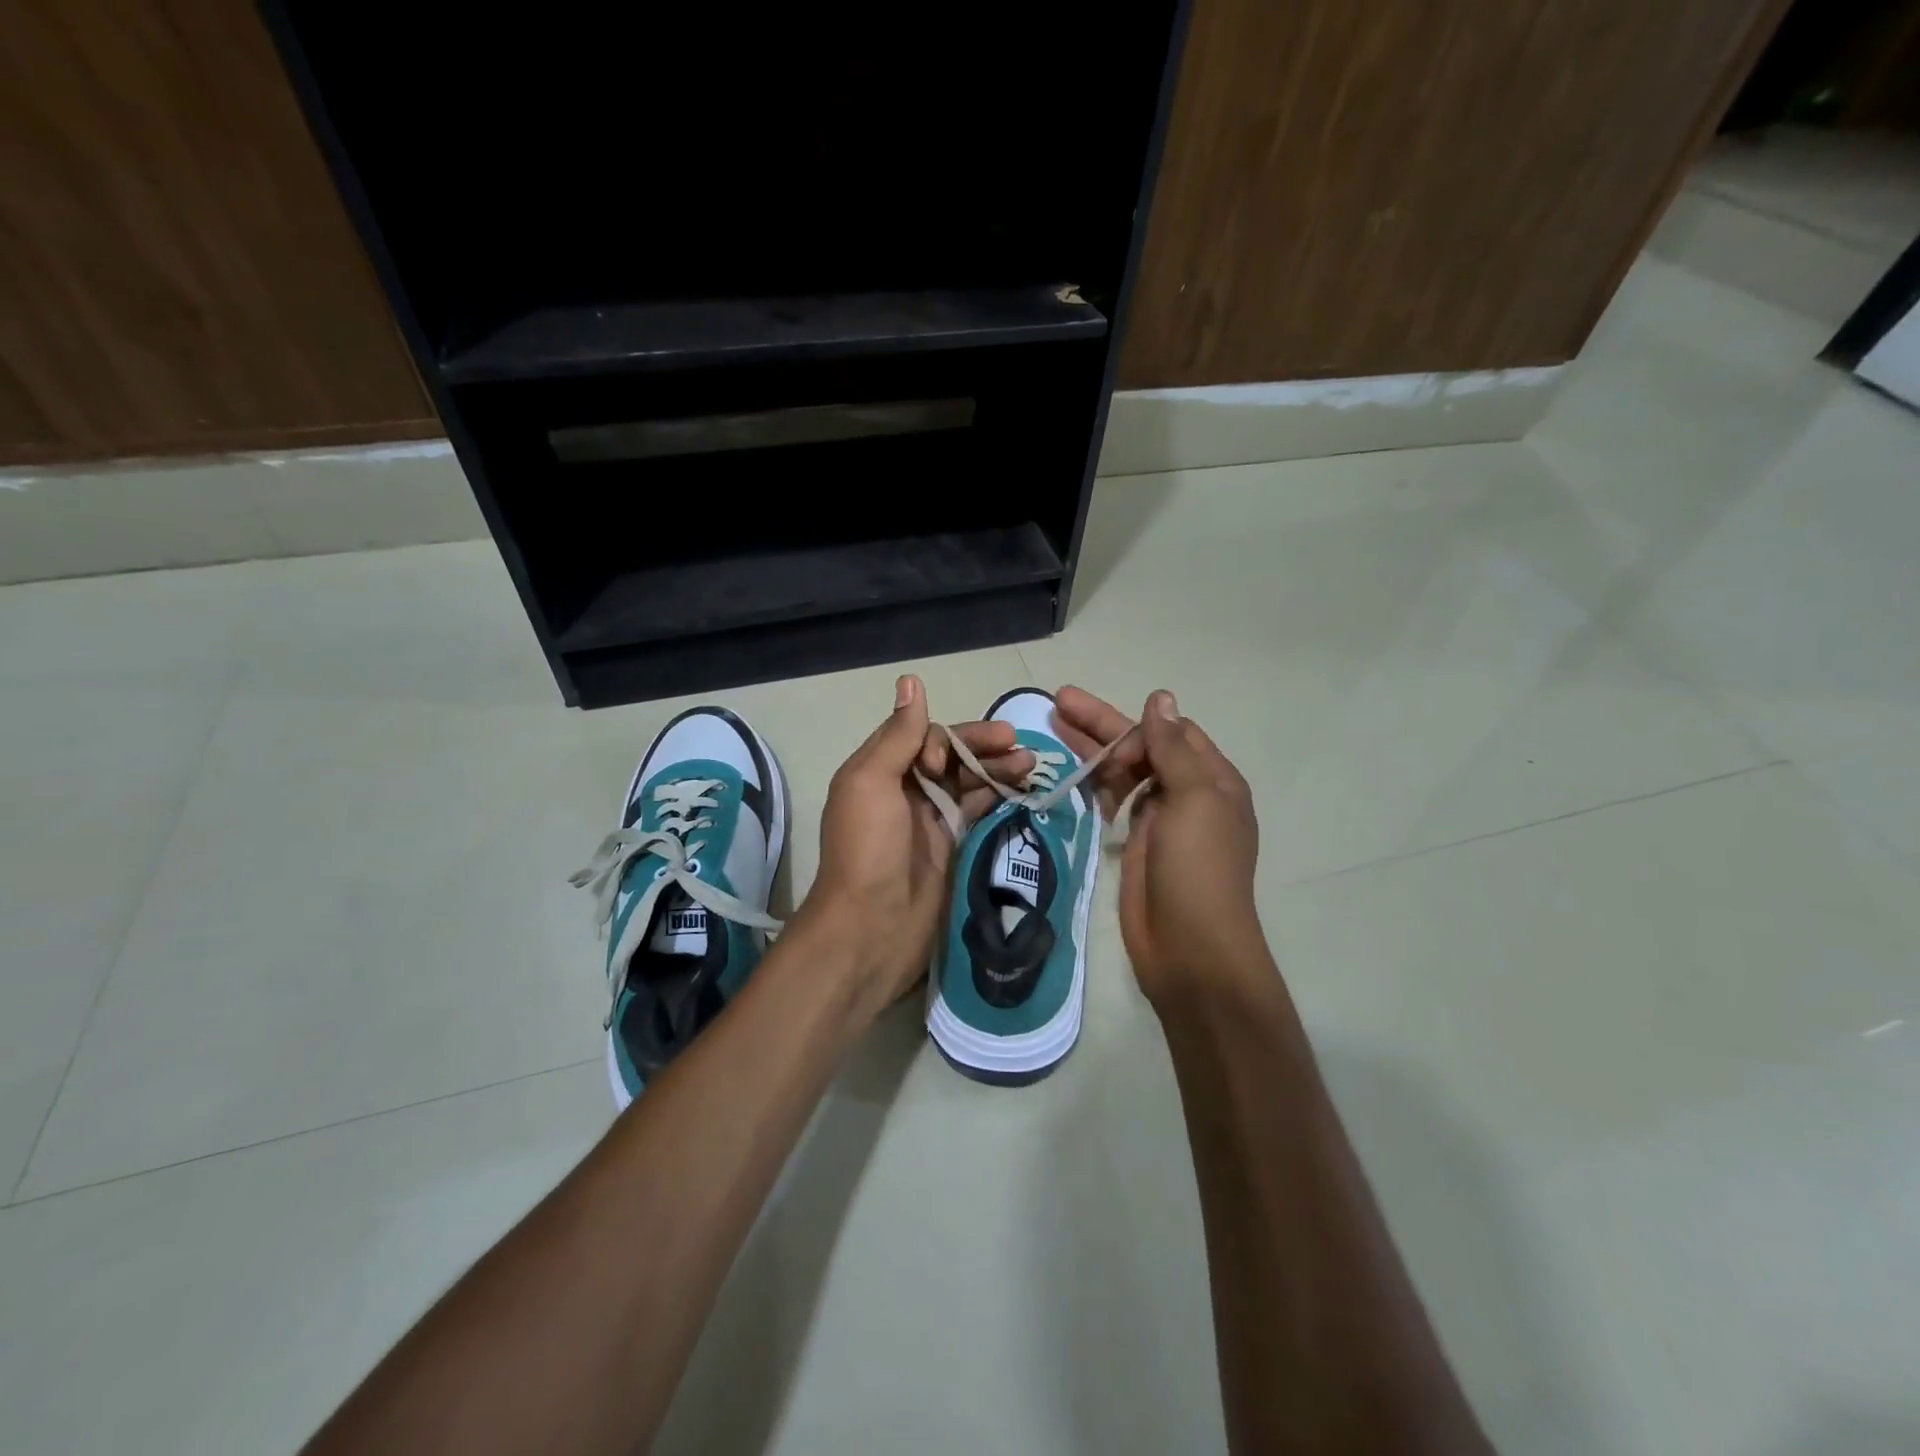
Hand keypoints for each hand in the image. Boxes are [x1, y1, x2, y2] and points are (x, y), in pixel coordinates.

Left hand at [799, 674, 1033, 1023]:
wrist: (872, 927)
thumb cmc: (868, 848)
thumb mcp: (871, 782)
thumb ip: (897, 735)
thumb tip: (911, 680)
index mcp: (881, 770)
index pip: (924, 736)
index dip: (944, 740)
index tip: (946, 762)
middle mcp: (906, 790)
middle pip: (952, 756)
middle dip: (984, 747)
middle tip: (1020, 746)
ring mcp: (932, 820)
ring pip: (970, 782)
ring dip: (999, 769)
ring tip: (1032, 764)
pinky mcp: (954, 846)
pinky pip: (980, 812)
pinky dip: (1000, 798)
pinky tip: (1024, 790)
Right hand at [1053, 686, 1265, 1006]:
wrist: (1190, 949)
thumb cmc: (1198, 868)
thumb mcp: (1194, 799)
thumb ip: (1173, 748)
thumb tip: (1161, 698)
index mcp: (1212, 779)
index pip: (1171, 733)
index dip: (1136, 725)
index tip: (1104, 733)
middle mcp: (1188, 793)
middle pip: (1142, 747)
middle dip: (1102, 725)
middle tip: (1058, 701)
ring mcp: (1160, 820)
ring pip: (1124, 772)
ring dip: (1094, 751)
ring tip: (1053, 727)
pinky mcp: (1135, 843)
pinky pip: (1114, 802)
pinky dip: (1095, 784)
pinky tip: (1070, 772)